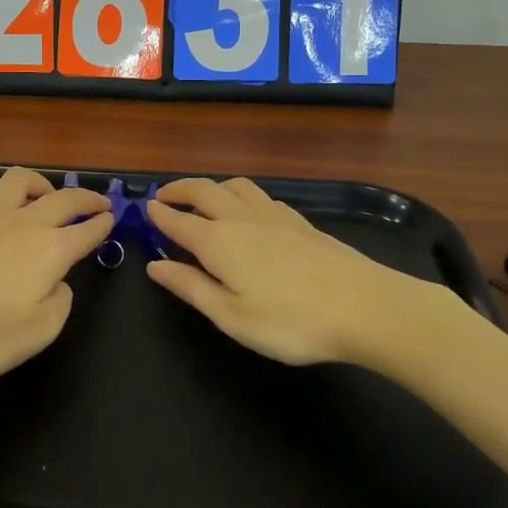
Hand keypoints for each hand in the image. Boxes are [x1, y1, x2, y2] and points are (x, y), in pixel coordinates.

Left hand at [0, 168, 112, 398]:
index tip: (112, 218)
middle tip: (98, 202)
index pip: (86, 230)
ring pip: (19, 181)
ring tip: (47, 195)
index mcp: (49, 250)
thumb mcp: (37, 334)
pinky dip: (0, 196)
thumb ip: (60, 304)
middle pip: (62, 198)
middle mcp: (21, 223)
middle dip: (85, 198)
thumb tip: (58, 282)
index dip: (102, 224)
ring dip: (42, 183)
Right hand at [145, 177, 411, 366]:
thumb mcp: (230, 315)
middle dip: (179, 190)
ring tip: (201, 199)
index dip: (158, 215)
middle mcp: (241, 218)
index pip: (178, 221)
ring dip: (210, 187)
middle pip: (203, 191)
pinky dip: (240, 195)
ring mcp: (274, 215)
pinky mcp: (299, 220)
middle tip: (163, 196)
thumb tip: (154, 266)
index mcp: (218, 241)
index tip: (143, 209)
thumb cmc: (290, 321)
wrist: (364, 306)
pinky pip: (259, 195)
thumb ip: (190, 287)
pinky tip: (247, 211)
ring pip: (234, 186)